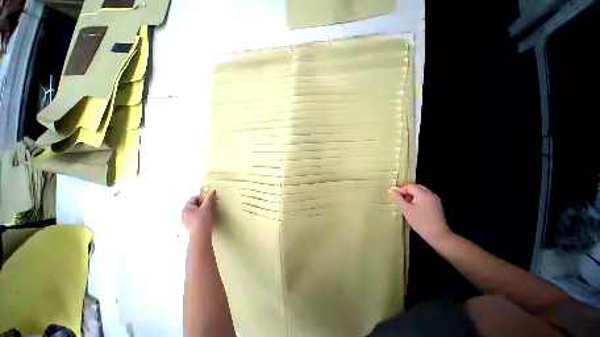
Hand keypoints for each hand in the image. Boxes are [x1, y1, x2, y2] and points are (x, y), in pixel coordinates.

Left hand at [182, 190, 215, 239]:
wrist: (200, 236)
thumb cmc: (202, 220)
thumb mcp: (207, 207)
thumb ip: (210, 198)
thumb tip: (212, 191)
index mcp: (186, 208)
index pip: (194, 198)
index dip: (203, 197)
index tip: (210, 200)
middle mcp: (184, 214)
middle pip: (194, 205)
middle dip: (203, 204)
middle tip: (210, 206)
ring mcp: (186, 221)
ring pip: (195, 211)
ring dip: (202, 210)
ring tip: (209, 213)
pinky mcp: (190, 226)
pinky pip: (195, 218)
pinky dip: (201, 216)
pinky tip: (206, 219)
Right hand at [389, 184, 451, 243]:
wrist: (438, 235)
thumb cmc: (420, 221)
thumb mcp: (405, 209)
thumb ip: (397, 198)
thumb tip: (390, 191)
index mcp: (423, 194)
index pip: (409, 186)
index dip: (401, 191)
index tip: (396, 199)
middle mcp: (431, 194)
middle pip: (416, 188)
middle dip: (407, 193)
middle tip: (401, 202)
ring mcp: (435, 200)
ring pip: (421, 193)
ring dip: (412, 196)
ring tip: (408, 206)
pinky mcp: (437, 206)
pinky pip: (425, 198)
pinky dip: (418, 200)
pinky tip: (416, 209)